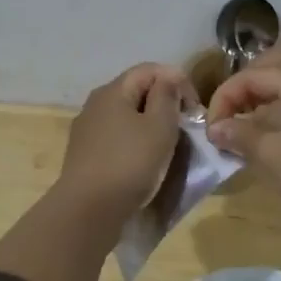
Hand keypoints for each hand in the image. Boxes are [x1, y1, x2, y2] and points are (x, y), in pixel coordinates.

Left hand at [58, 62, 196, 218]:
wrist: (88, 211)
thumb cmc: (129, 163)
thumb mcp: (159, 127)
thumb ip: (167, 96)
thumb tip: (168, 79)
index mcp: (113, 91)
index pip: (150, 69)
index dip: (178, 81)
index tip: (194, 110)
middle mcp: (96, 103)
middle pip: (137, 91)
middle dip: (165, 103)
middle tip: (185, 127)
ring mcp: (87, 129)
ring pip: (127, 115)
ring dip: (150, 124)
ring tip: (168, 145)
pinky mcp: (85, 154)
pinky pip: (117, 137)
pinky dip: (135, 141)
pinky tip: (144, 161)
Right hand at [205, 36, 280, 222]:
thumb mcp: (272, 155)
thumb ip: (240, 135)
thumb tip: (217, 128)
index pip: (253, 75)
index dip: (226, 98)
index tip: (212, 129)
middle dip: (252, 78)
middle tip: (236, 107)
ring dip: (271, 91)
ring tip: (252, 120)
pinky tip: (277, 132)